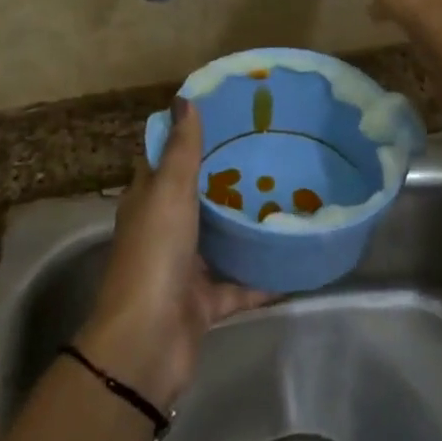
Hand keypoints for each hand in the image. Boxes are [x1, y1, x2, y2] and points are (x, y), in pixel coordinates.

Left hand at [77, 99, 269, 411]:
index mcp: (147, 202)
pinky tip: (295, 262)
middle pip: (195, 198)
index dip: (186, 138)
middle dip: (225, 180)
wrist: (149, 341)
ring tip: (287, 198)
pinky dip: (262, 278)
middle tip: (268, 154)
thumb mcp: (168, 192)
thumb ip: (180, 150)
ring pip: (218, 241)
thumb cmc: (155, 255)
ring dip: (244, 227)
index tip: (225, 117)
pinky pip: (239, 286)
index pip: (163, 160)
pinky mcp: (204, 303)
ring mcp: (183, 269)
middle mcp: (162, 231)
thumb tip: (183, 99)